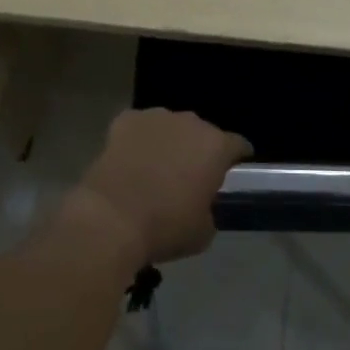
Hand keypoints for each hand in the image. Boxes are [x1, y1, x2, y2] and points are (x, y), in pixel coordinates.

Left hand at [74, 109, 251, 266]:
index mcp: (216, 146)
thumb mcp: (203, 232)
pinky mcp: (126, 119)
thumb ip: (210, 210)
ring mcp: (156, 117)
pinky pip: (139, 127)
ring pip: (170, 126)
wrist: (111, 218)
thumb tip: (202, 205)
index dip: (237, 158)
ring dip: (169, 142)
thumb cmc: (165, 227)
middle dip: (199, 150)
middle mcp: (190, 122)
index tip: (232, 172)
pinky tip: (130, 160)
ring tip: (156, 167)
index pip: (238, 145)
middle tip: (189, 176)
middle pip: (202, 132)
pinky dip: (138, 140)